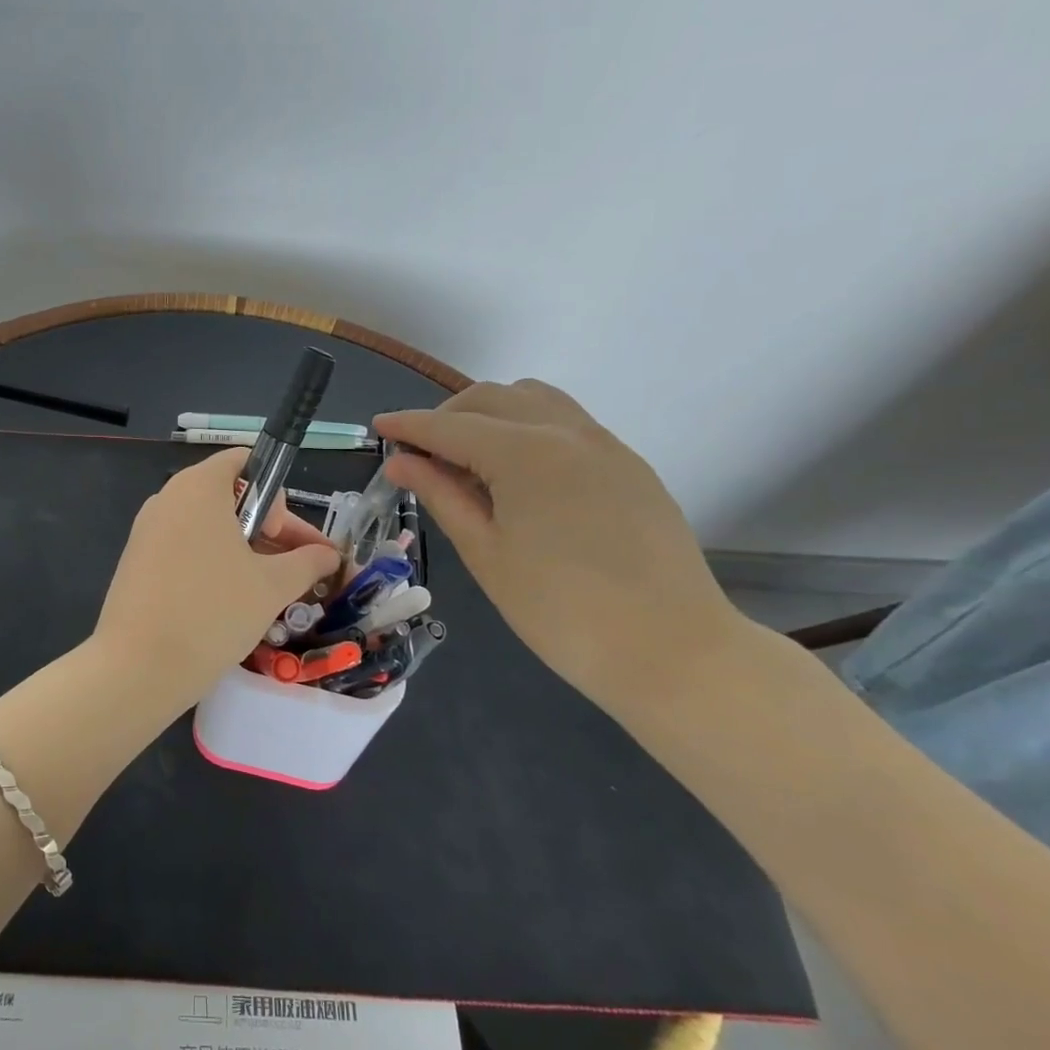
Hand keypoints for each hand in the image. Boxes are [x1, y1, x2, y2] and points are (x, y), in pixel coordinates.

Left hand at [93, 446, 340, 711]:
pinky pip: (184, 549)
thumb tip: (330, 555)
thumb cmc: (213, 611)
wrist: (137, 667)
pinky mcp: (136, 562)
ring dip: (243, 551)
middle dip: (268, 529)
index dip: (274, 493)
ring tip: (269, 592)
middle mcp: (168, 498)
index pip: (244, 461)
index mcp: (199, 486)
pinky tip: (230, 603)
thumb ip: (306, 562)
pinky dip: (212, 565)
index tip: (281, 535)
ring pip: (207, 528)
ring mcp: (147, 530)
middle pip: (228, 496)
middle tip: (292, 569)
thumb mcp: (272, 586)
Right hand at [374, 381, 742, 713]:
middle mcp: (565, 431)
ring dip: (489, 412)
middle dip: (445, 415)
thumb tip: (401, 462)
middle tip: (419, 452)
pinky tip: (517, 468)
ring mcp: (603, 444)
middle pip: (490, 398)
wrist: (672, 650)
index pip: (449, 426)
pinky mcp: (627, 464)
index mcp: (523, 452)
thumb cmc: (560, 610)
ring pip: (533, 399)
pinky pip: (566, 420)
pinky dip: (527, 424)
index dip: (408, 425)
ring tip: (466, 453)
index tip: (378, 427)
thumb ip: (441, 495)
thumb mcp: (486, 553)